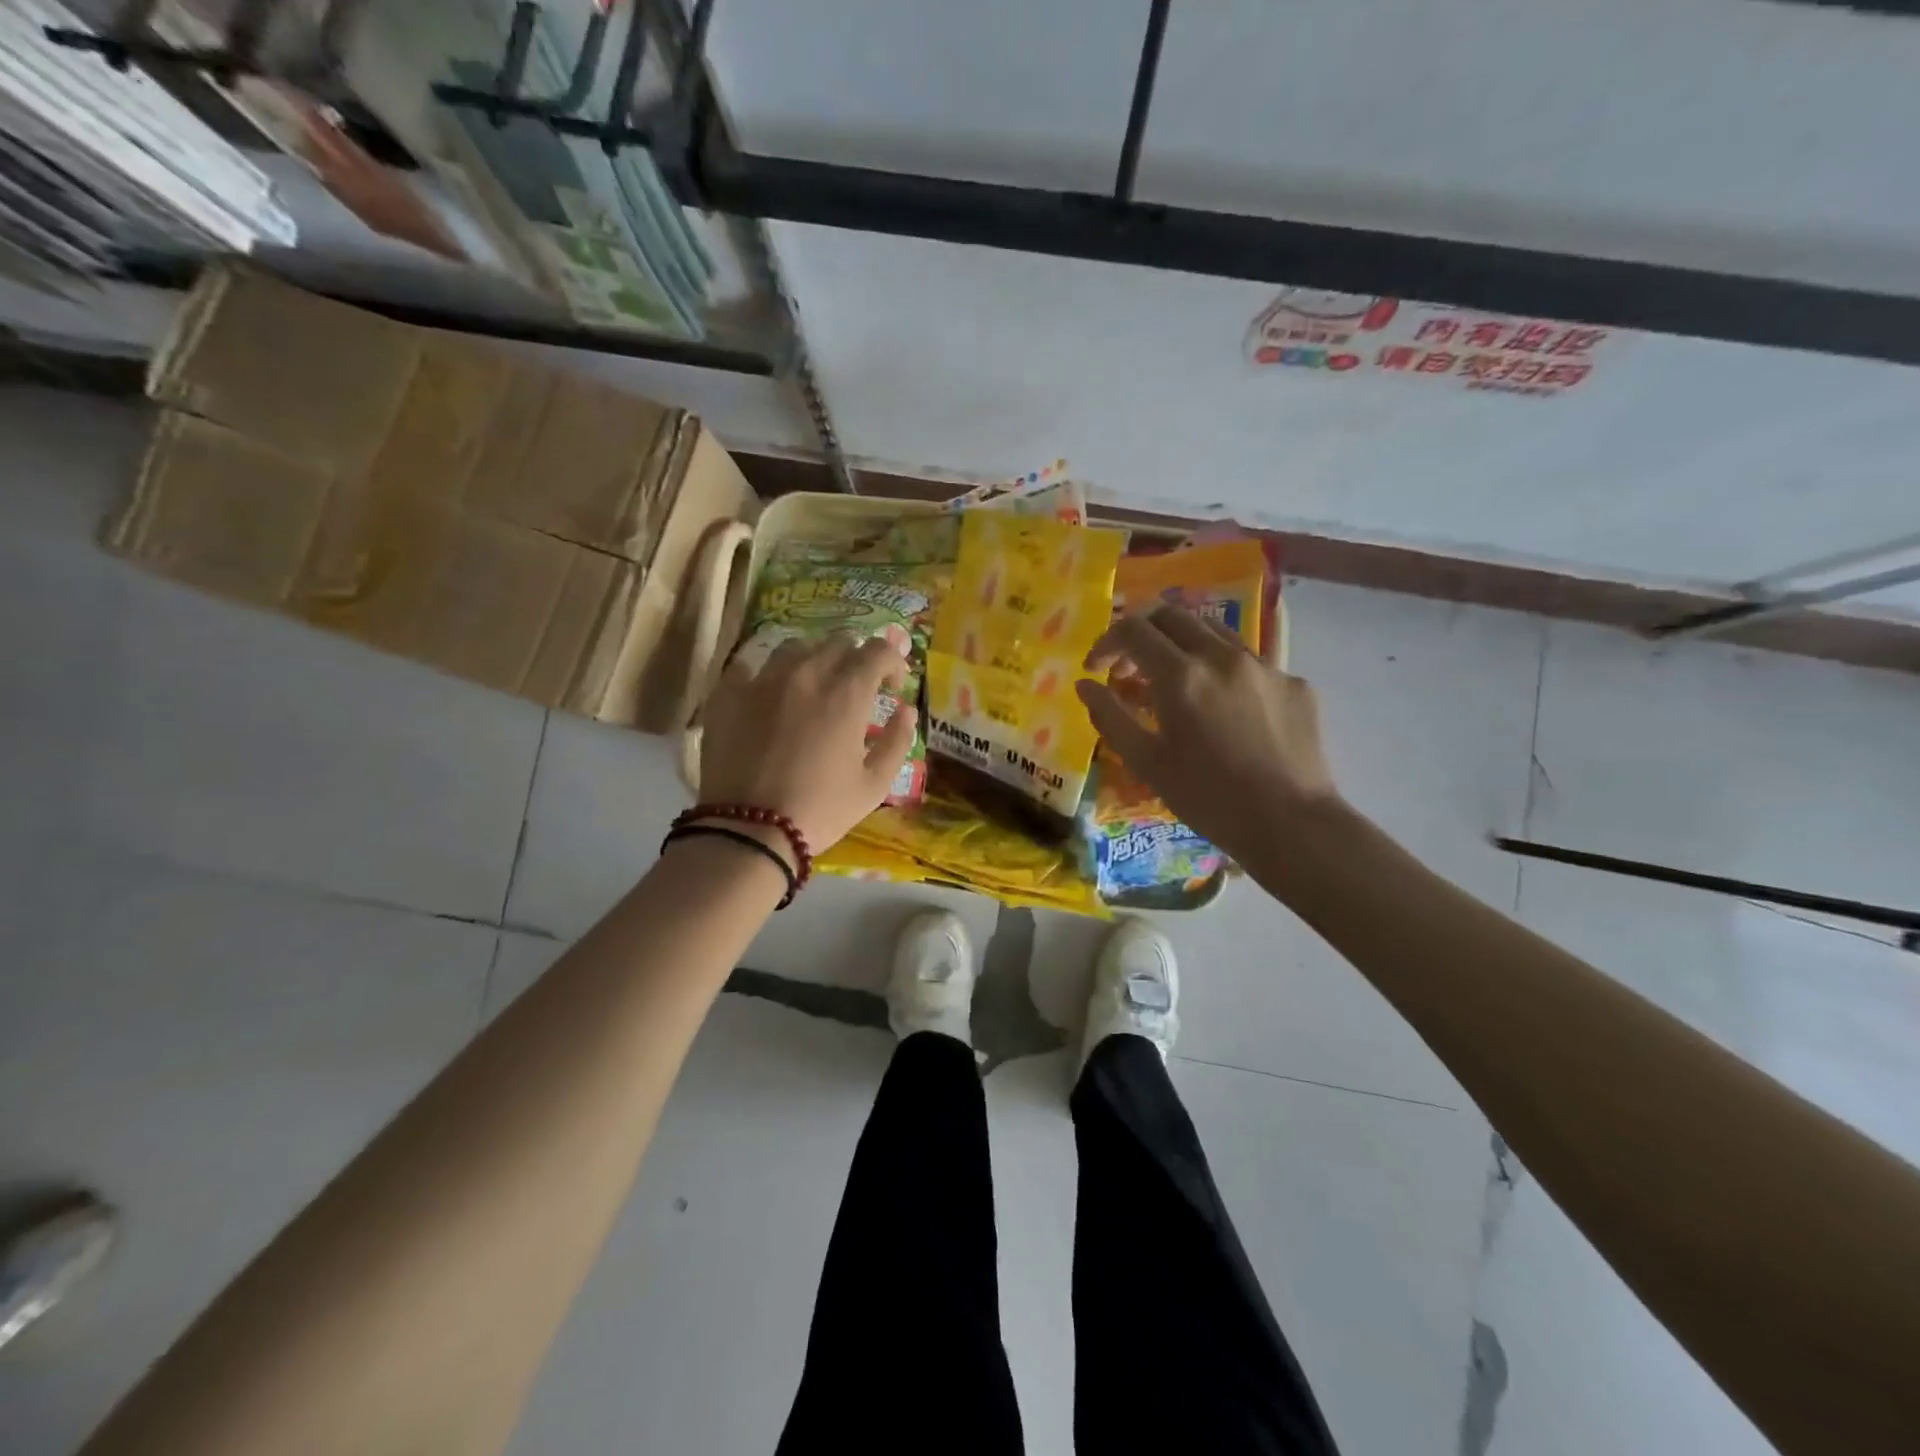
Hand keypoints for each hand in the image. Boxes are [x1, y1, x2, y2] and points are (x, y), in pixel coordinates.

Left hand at [699, 634, 915, 853]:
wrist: (748, 830)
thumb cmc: (820, 810)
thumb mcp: (874, 786)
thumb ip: (897, 742)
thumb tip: (907, 711)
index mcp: (847, 693)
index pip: (878, 650)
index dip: (894, 662)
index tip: (893, 686)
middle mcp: (806, 673)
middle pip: (839, 642)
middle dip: (856, 659)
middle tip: (857, 689)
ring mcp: (763, 679)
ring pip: (796, 647)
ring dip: (814, 660)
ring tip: (813, 687)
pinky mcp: (728, 693)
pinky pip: (751, 665)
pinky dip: (768, 673)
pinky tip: (770, 695)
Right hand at [1077, 603, 1339, 857]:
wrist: (1291, 824)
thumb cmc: (1208, 799)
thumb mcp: (1146, 763)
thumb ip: (1110, 717)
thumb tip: (1085, 685)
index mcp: (1181, 676)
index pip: (1133, 630)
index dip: (1106, 643)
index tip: (1096, 668)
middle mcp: (1223, 657)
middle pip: (1173, 616)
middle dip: (1142, 633)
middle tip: (1129, 668)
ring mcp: (1264, 666)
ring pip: (1214, 632)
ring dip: (1183, 645)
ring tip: (1175, 682)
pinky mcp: (1294, 682)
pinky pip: (1249, 662)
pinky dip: (1222, 672)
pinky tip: (1224, 710)